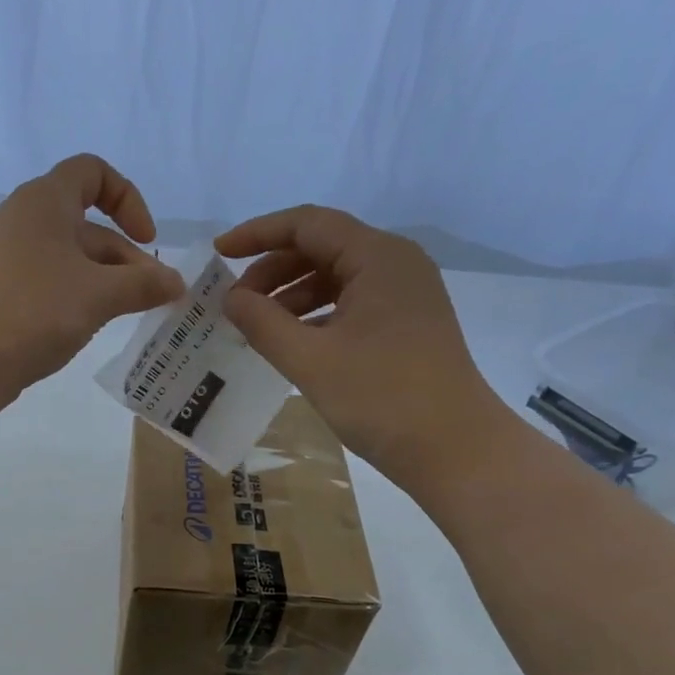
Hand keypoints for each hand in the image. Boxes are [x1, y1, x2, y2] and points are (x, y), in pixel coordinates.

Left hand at [0, 154, 184, 408]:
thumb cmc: (32, 310)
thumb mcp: (98, 294)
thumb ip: (143, 285)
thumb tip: (177, 283)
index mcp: (46, 201)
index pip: (93, 172)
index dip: (128, 198)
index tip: (147, 240)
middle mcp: (27, 222)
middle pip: (89, 226)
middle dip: (126, 258)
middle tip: (154, 298)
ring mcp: (13, 261)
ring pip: (73, 262)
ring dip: (107, 284)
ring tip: (130, 317)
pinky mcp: (5, 295)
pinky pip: (53, 287)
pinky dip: (79, 301)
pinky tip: (92, 328)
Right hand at [217, 206, 514, 481]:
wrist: (455, 449)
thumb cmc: (381, 398)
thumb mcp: (310, 360)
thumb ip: (263, 323)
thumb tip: (230, 298)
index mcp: (378, 257)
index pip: (307, 224)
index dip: (258, 234)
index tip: (219, 254)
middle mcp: (396, 264)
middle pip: (322, 247)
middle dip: (272, 271)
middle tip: (235, 305)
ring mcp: (405, 294)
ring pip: (336, 277)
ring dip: (291, 295)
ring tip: (257, 327)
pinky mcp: (407, 323)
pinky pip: (351, 303)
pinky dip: (316, 315)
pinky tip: (292, 343)